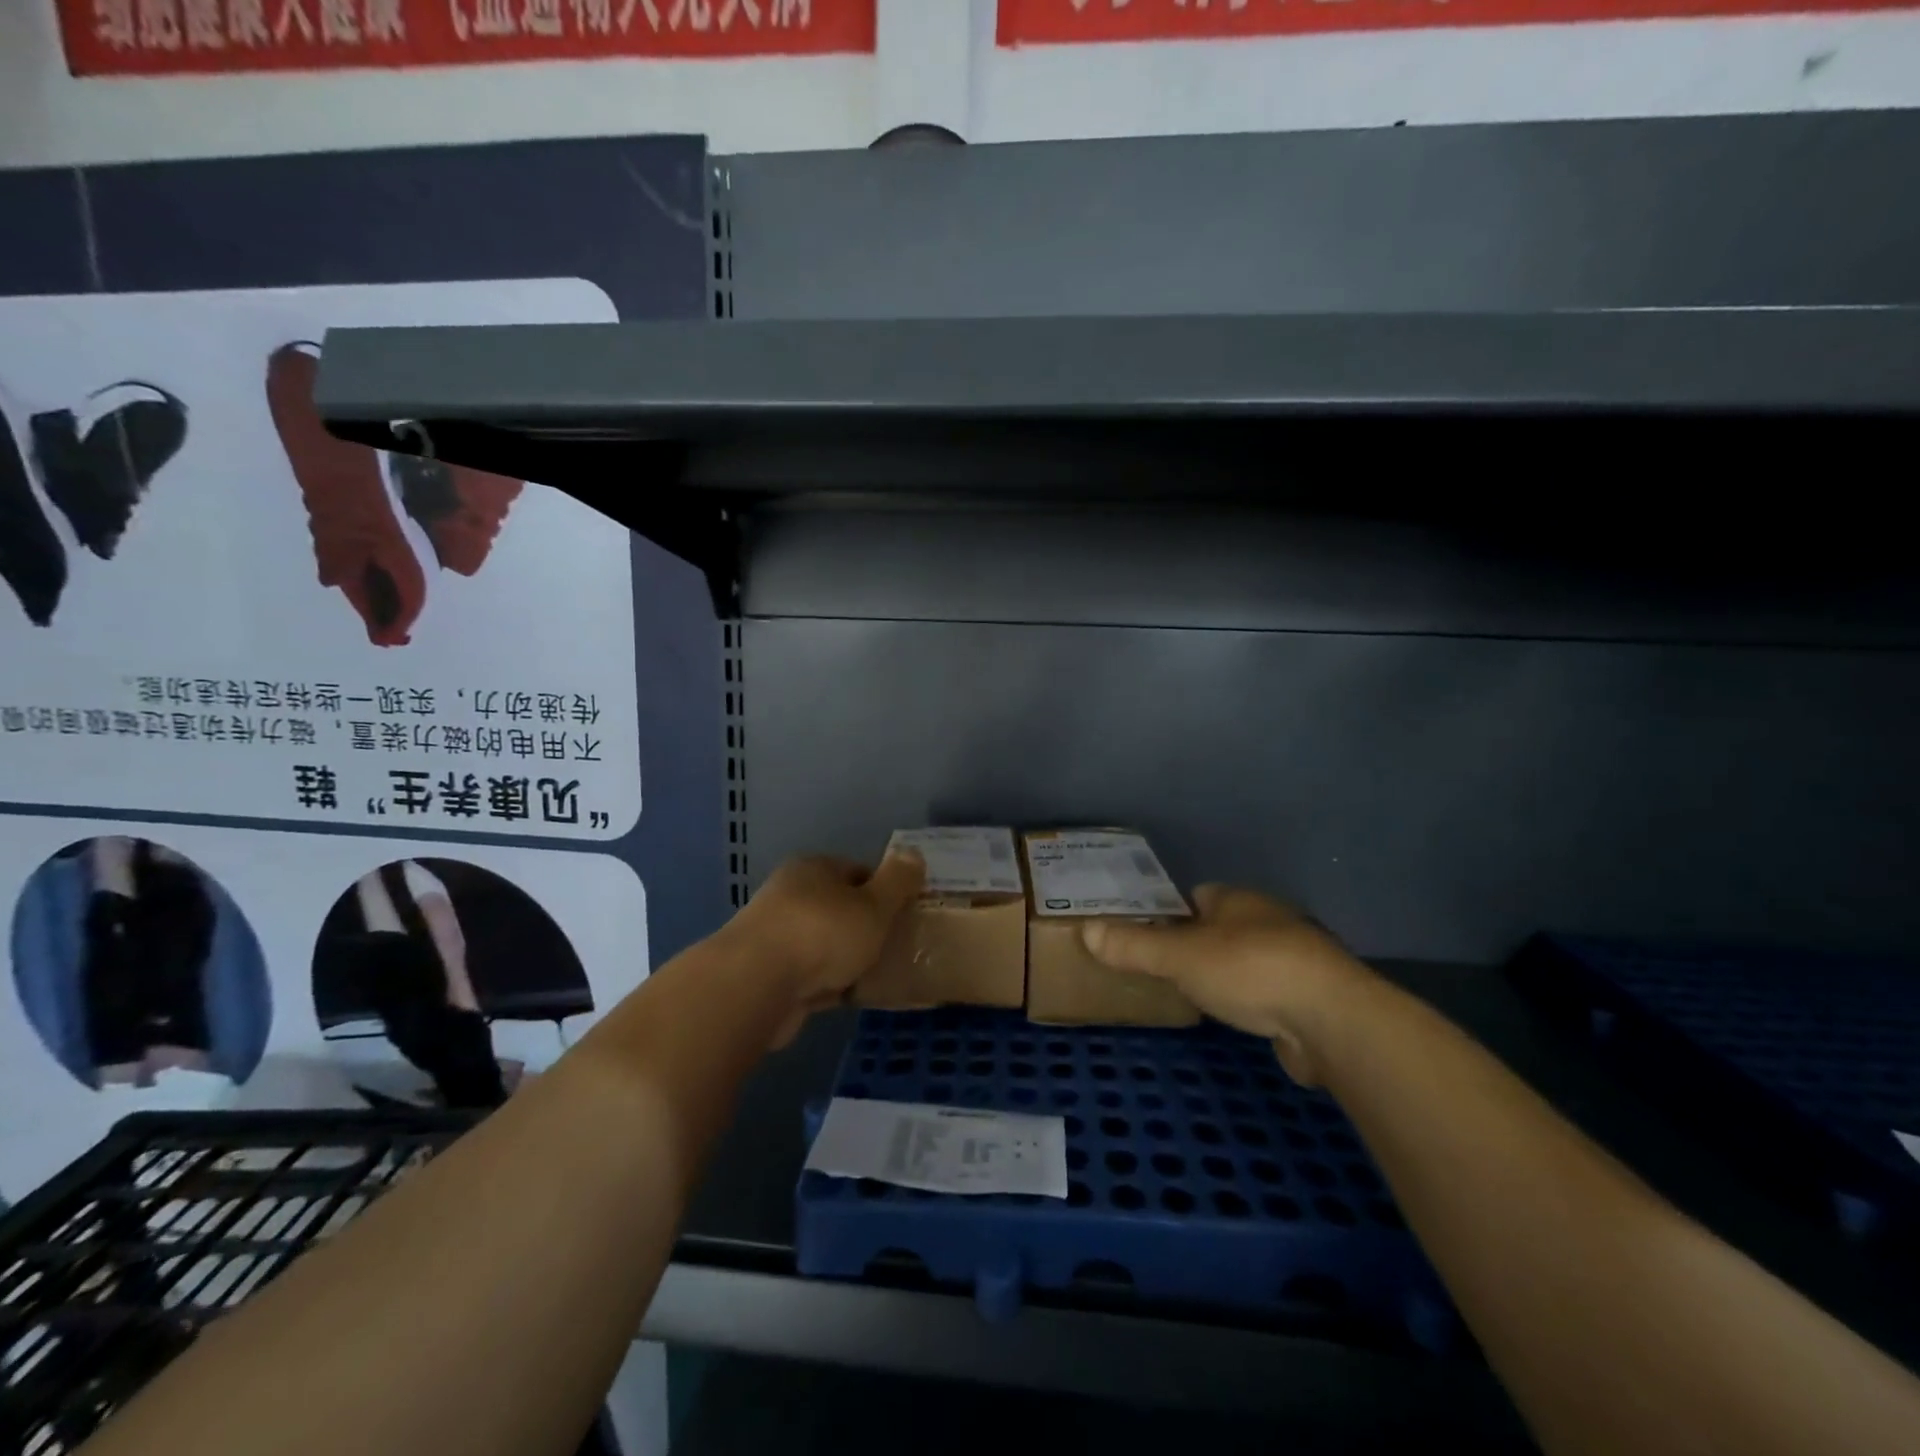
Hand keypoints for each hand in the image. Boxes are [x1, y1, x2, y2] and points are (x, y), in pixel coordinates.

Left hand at [726, 851, 924, 1047]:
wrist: (755, 986)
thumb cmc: (822, 933)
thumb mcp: (874, 905)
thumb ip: (897, 881)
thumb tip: (913, 852)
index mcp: (813, 869)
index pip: (856, 871)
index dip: (884, 890)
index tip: (905, 914)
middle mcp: (789, 895)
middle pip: (838, 907)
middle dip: (865, 926)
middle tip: (895, 946)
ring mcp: (774, 936)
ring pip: (823, 943)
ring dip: (846, 958)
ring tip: (877, 975)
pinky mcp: (766, 975)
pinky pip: (809, 975)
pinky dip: (828, 984)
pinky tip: (849, 997)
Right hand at [1080, 886, 1374, 1084]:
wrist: (1332, 1019)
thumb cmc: (1250, 970)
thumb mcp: (1180, 957)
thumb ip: (1134, 946)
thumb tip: (1084, 930)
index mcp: (1238, 899)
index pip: (1197, 895)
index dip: (1171, 911)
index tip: (1148, 933)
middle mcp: (1269, 920)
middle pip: (1222, 926)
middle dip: (1197, 943)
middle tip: (1163, 967)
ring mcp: (1296, 958)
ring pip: (1247, 958)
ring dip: (1227, 973)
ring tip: (1195, 994)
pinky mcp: (1312, 997)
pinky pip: (1269, 990)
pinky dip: (1252, 1000)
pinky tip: (1238, 1018)